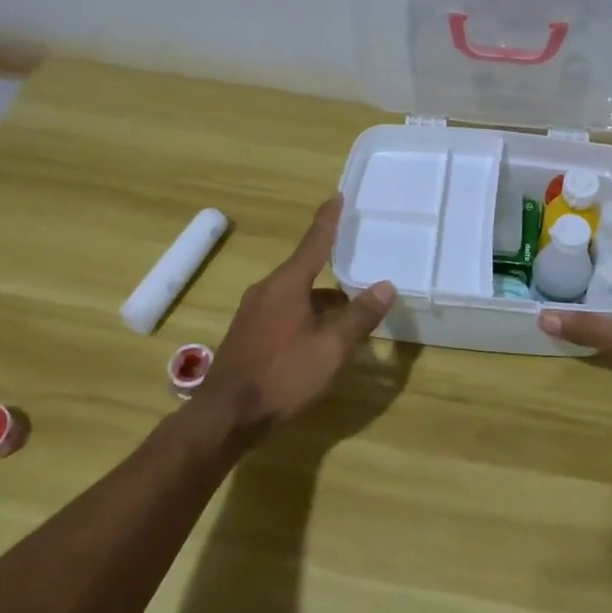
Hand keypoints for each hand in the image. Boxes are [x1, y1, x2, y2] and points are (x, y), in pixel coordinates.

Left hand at [198, 195, 395, 440]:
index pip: (313, 242)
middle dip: (330, 262)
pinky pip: (284, 310)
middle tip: (355, 256)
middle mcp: (267, 290)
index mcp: (287, 285)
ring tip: (348, 307)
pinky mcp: (248, 333)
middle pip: (304, 268)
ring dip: (320, 296)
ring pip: (295, 293)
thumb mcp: (331, 348)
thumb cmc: (283, 375)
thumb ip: (359, 317)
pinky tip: (320, 334)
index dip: (328, 220)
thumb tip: (385, 286)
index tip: (337, 196)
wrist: (225, 416)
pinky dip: (306, 312)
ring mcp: (253, 312)